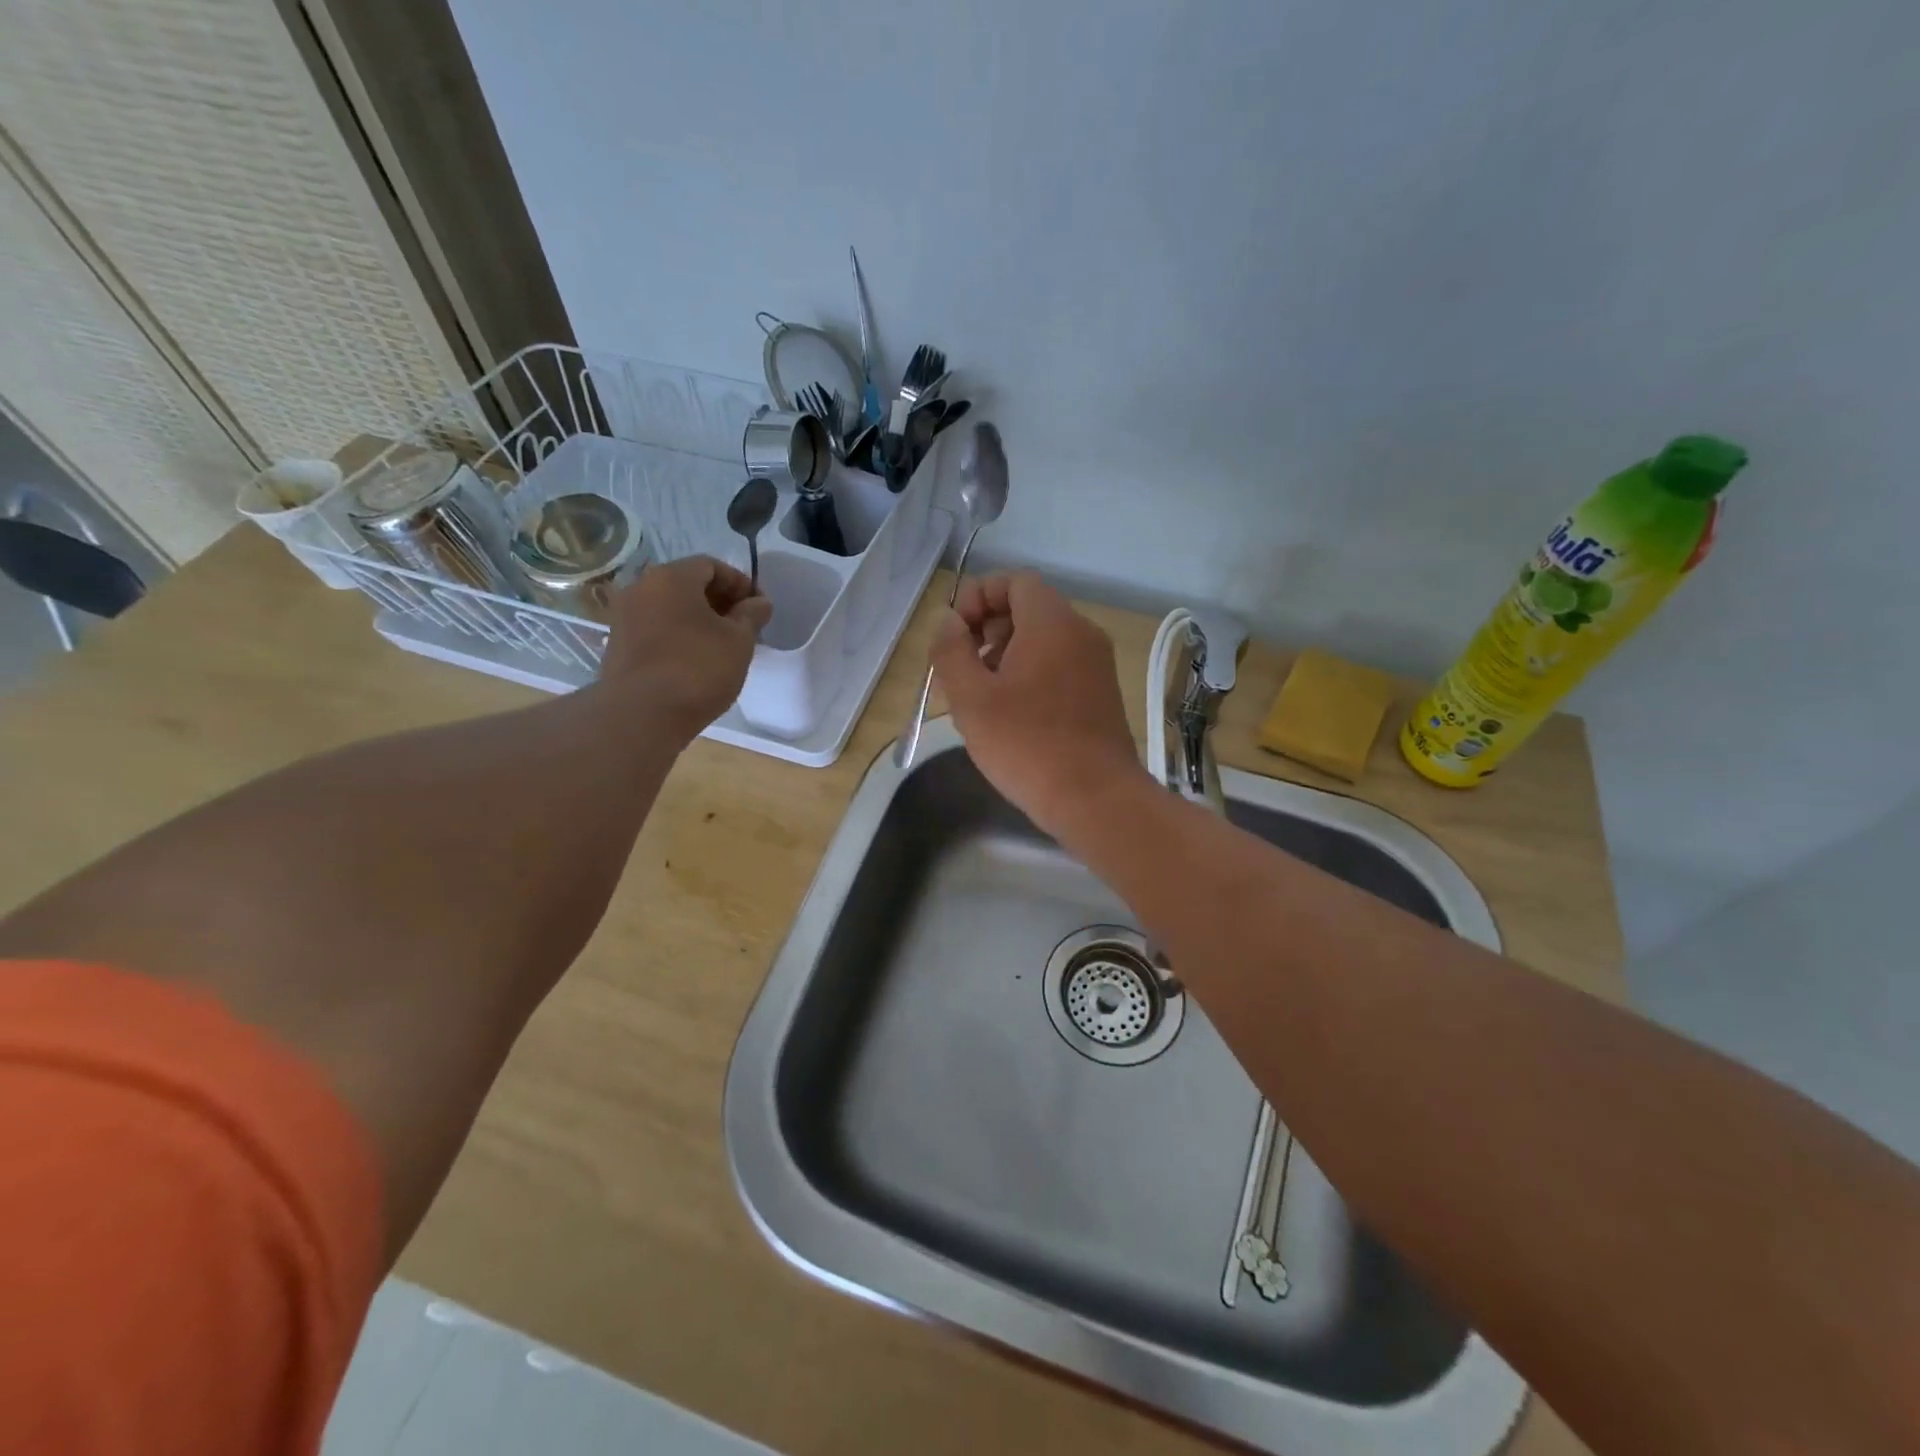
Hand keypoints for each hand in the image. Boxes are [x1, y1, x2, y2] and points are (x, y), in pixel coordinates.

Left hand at [599, 556, 770, 738]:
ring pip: (670, 608)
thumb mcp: (739, 641)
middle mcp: (641, 588)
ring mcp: (624, 617)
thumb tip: (759, 602)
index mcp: (671, 578)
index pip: (711, 565)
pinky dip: (679, 636)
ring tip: (722, 646)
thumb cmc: (698, 669)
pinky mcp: (618, 645)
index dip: (740, 583)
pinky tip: (696, 661)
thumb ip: (752, 615)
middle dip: (719, 601)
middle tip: (744, 626)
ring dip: (698, 620)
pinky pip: (656, 629)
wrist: (641, 715)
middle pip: (687, 584)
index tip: (758, 608)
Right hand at [930, 571, 1147, 835]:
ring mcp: (1097, 665)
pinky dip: (1031, 676)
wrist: (1096, 799)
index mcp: (1053, 623)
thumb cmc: (1027, 745)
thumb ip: (951, 651)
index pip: (1015, 581)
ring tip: (982, 700)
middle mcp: (1081, 634)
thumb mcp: (971, 698)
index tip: (955, 635)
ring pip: (1044, 642)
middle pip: (1029, 610)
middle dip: (988, 631)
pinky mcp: (1101, 695)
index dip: (979, 597)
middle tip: (964, 671)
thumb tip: (949, 622)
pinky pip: (1060, 667)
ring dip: (1006, 657)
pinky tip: (1012, 718)